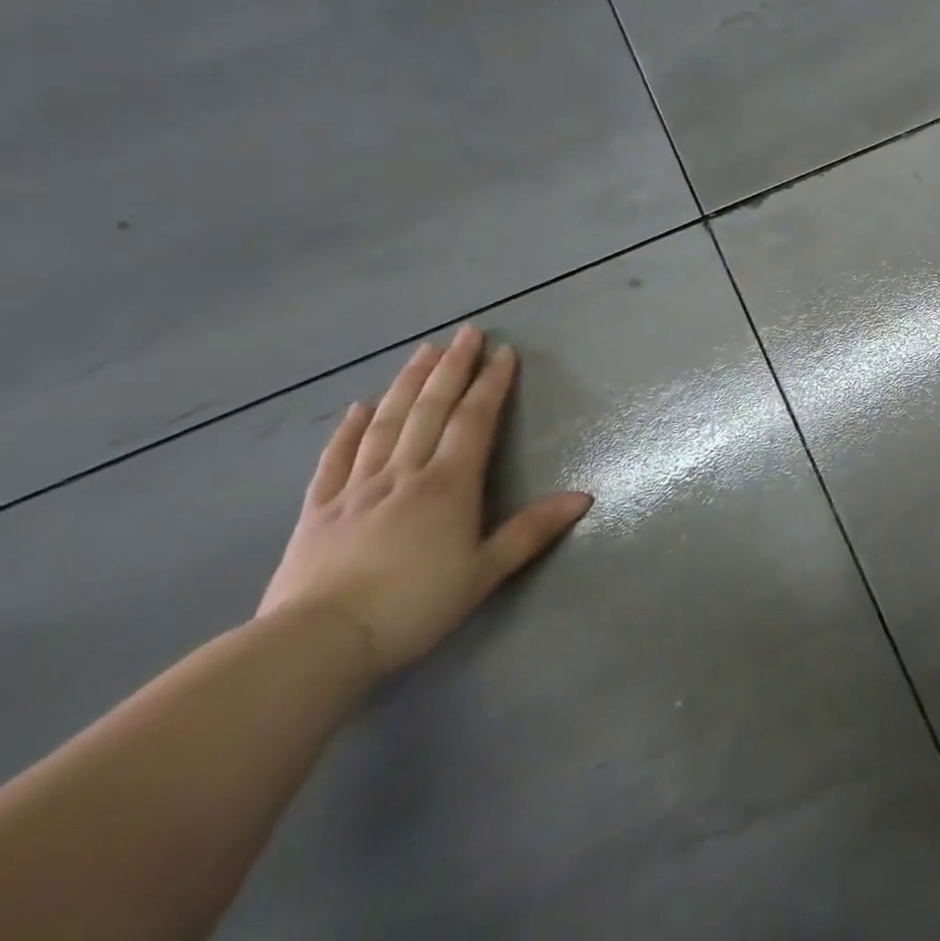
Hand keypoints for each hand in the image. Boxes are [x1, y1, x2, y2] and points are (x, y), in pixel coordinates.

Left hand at [258, 326, 591, 677]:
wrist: (316, 645)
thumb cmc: (413, 606)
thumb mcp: (484, 572)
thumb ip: (532, 531)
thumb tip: (584, 497)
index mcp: (448, 485)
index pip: (475, 420)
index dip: (491, 384)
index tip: (504, 352)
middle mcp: (405, 474)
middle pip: (431, 409)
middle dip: (452, 368)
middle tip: (467, 333)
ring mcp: (357, 488)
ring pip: (386, 423)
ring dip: (407, 384)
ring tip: (422, 352)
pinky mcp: (319, 510)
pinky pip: (337, 458)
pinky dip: (350, 429)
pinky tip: (359, 407)